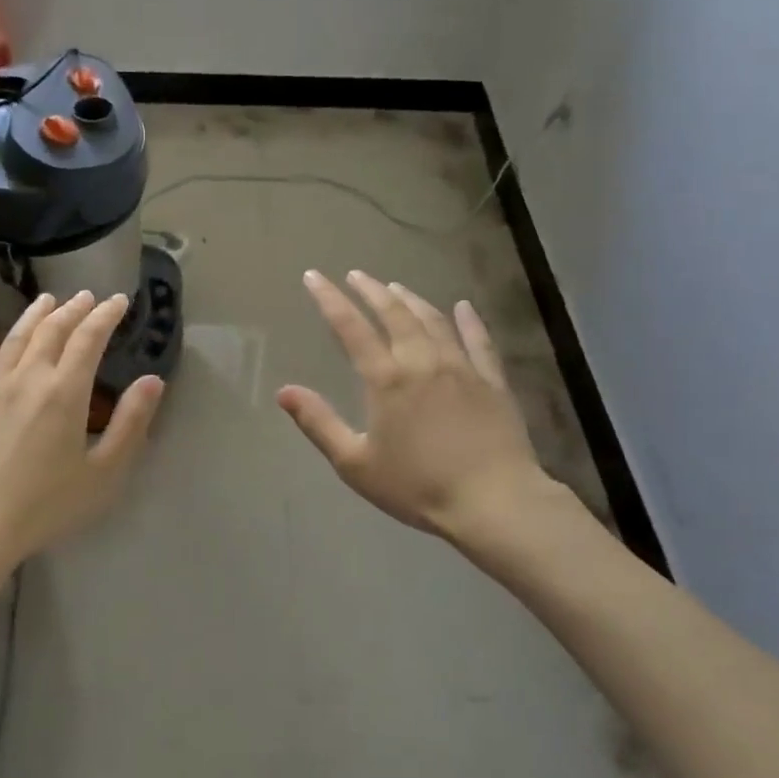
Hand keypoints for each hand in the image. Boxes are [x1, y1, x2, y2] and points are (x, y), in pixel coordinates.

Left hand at [0, 291, 164, 570]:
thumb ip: (131, 423)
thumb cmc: (45, 506)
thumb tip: (153, 380)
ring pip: (15, 338)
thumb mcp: (104, 473)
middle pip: (52, 330)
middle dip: (74, 309)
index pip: (89, 338)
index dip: (106, 315)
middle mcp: (27, 378)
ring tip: (47, 299)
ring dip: (35, 315)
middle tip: (88, 296)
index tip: (119, 300)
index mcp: (65, 391)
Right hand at [278, 271, 554, 546]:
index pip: (351, 328)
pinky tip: (464, 306)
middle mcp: (423, 361)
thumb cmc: (418, 487)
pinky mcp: (493, 382)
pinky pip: (479, 341)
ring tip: (396, 287)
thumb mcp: (355, 463)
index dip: (329, 299)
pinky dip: (469, 320)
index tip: (314, 276)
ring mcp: (462, 367)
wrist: (494, 502)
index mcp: (387, 379)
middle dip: (371, 291)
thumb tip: (284, 391)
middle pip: (394, 314)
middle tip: (356, 275)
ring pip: (433, 321)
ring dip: (412, 300)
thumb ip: (319, 423)